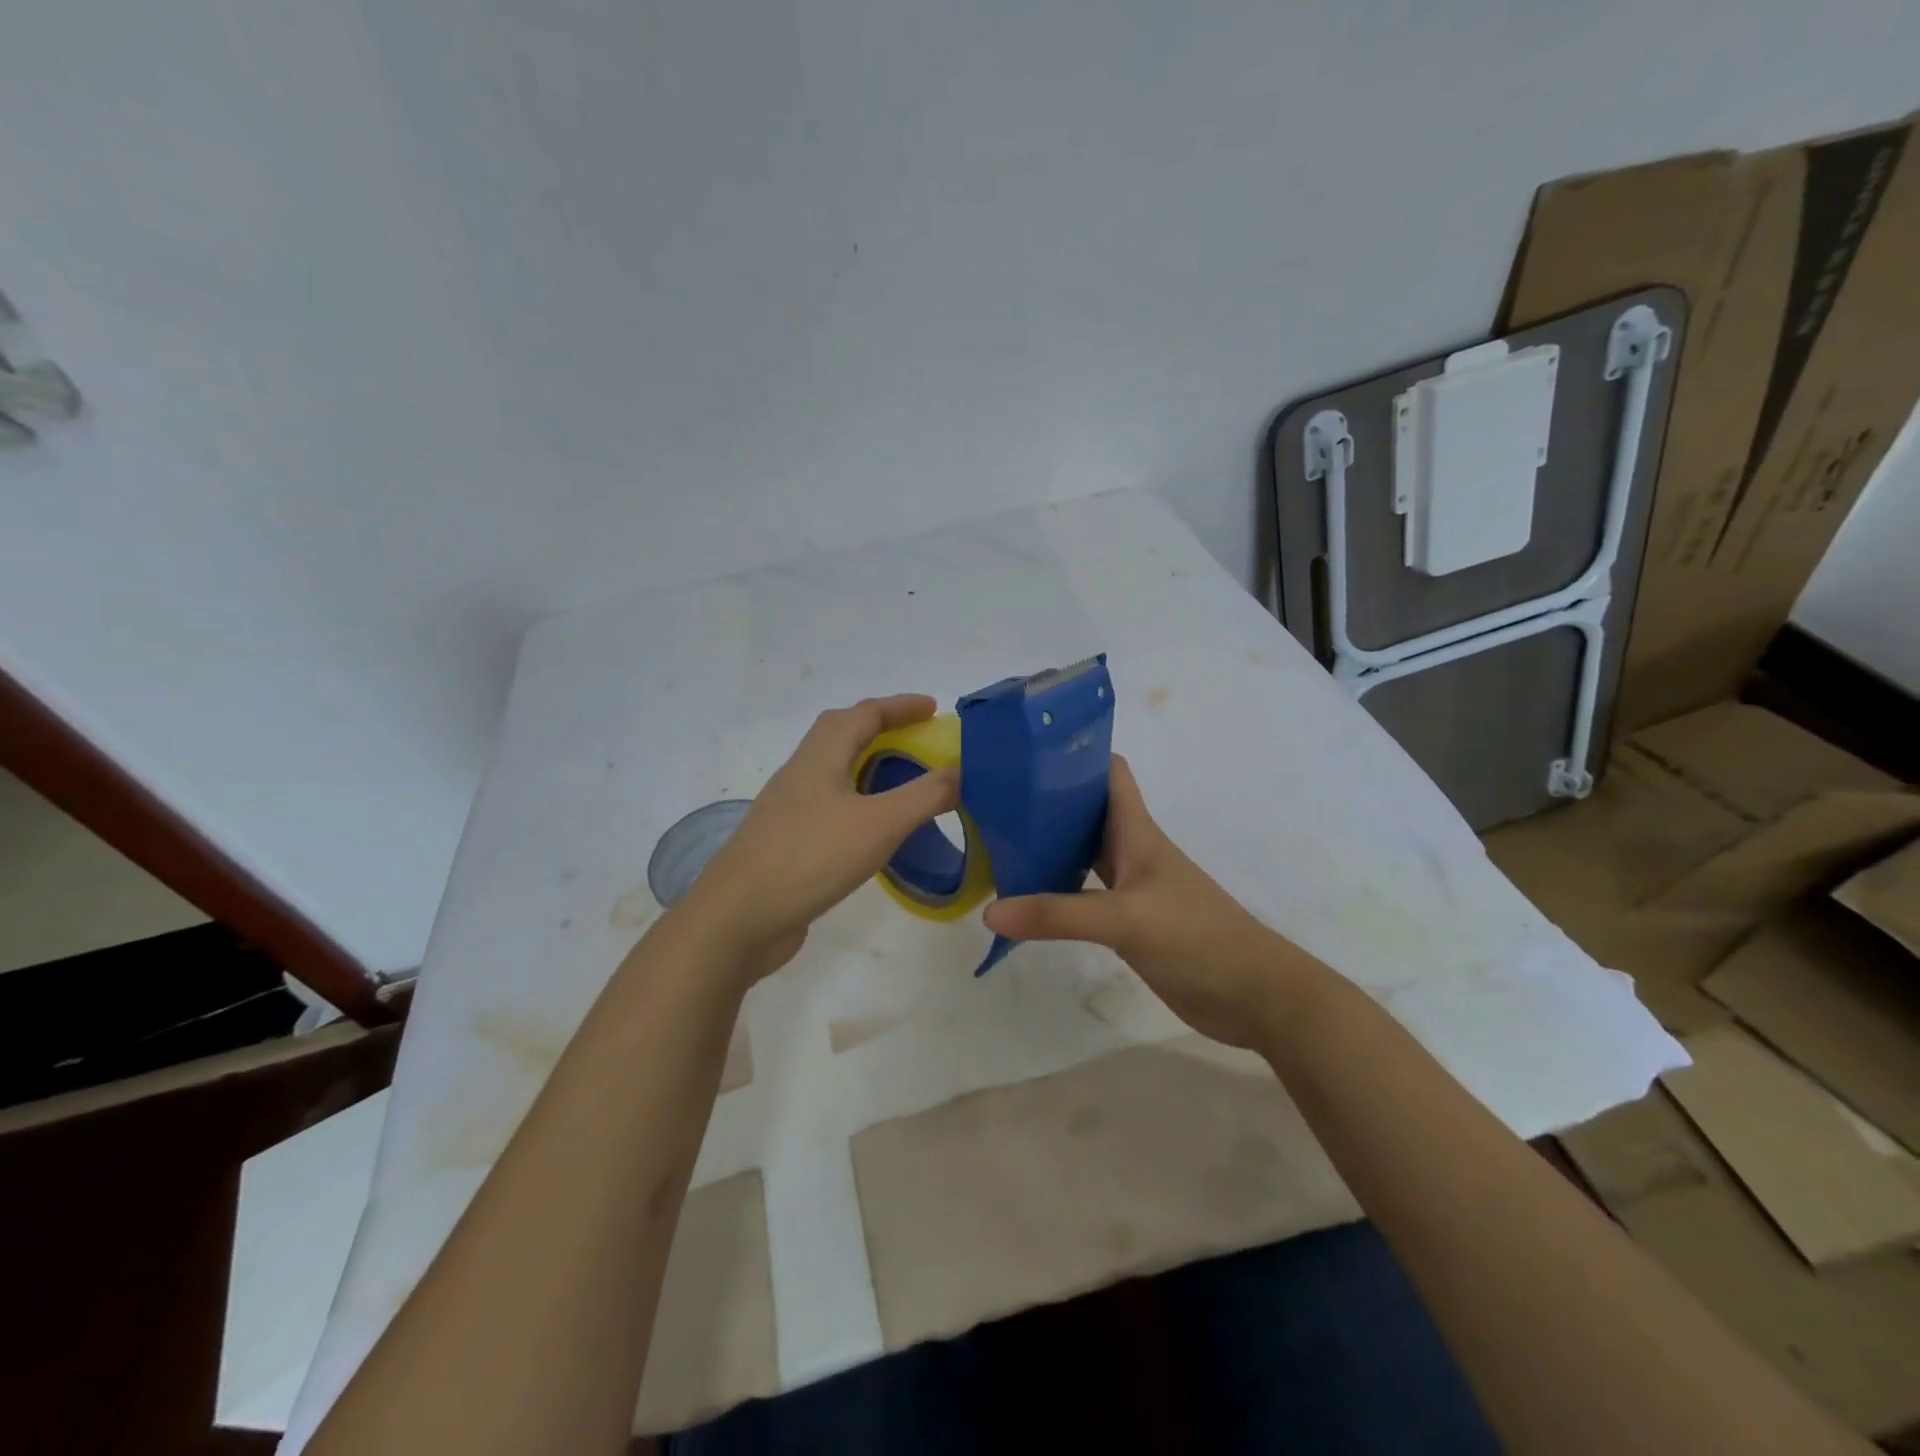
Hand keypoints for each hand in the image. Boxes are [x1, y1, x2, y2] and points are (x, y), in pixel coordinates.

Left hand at [676, 694, 958, 984]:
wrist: (738, 918)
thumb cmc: (809, 858)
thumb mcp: (879, 824)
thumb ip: (925, 796)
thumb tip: (961, 772)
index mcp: (819, 757)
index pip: (863, 714)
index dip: (900, 706)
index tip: (934, 708)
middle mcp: (801, 773)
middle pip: (842, 734)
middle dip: (883, 728)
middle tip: (921, 740)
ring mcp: (790, 809)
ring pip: (835, 771)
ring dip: (870, 765)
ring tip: (905, 780)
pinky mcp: (788, 841)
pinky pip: (831, 805)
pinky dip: (859, 802)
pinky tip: (875, 828)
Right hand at [983, 755, 1309, 1047]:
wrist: (1252, 994)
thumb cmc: (1197, 937)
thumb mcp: (1125, 919)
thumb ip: (1058, 914)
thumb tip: (990, 909)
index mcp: (1136, 831)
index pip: (1109, 773)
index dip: (1075, 754)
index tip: (1027, 750)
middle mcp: (1131, 851)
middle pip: (1085, 810)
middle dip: (1045, 798)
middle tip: (993, 797)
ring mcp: (1129, 887)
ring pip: (1081, 851)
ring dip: (1047, 844)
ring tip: (997, 840)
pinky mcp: (1126, 920)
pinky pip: (1082, 893)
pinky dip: (1054, 890)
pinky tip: (1024, 897)